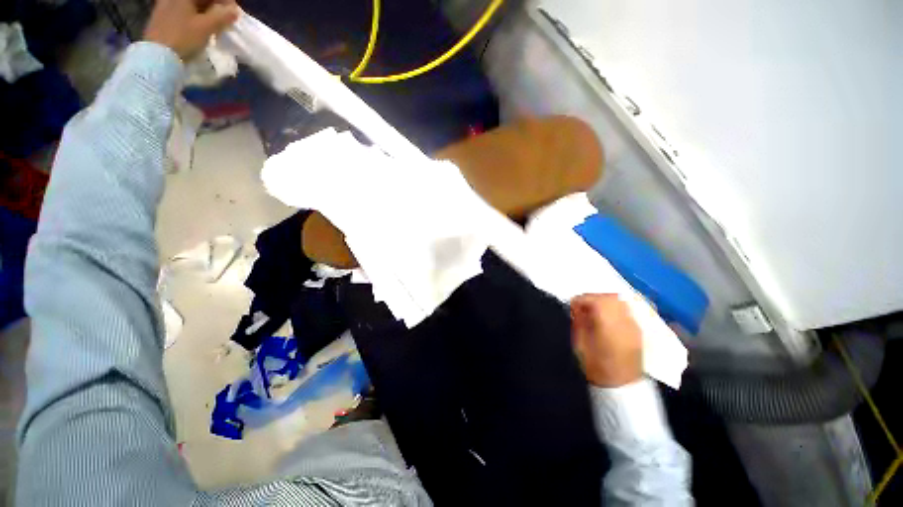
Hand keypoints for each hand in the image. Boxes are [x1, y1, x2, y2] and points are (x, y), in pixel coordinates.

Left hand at [144, 0, 240, 59]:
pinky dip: (196, 17)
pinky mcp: (163, 17)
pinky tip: (201, 27)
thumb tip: (234, 10)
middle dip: (215, 7)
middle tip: (226, 19)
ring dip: (206, 13)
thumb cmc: (182, 38)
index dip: (225, 2)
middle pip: (200, 0)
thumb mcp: (206, 27)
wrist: (157, 55)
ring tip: (216, 26)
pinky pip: (184, 12)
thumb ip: (222, 17)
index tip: (235, 13)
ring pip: (192, 6)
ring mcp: (166, 6)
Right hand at [570, 294, 642, 387]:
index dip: (581, 299)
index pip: (596, 301)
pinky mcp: (638, 329)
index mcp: (609, 327)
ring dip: (604, 300)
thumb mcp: (580, 346)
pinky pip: (626, 309)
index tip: (572, 306)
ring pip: (620, 301)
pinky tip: (606, 316)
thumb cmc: (597, 367)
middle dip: (593, 297)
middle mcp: (624, 323)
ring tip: (593, 310)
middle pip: (610, 297)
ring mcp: (634, 325)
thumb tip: (577, 308)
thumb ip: (579, 323)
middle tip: (582, 306)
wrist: (623, 387)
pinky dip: (613, 306)